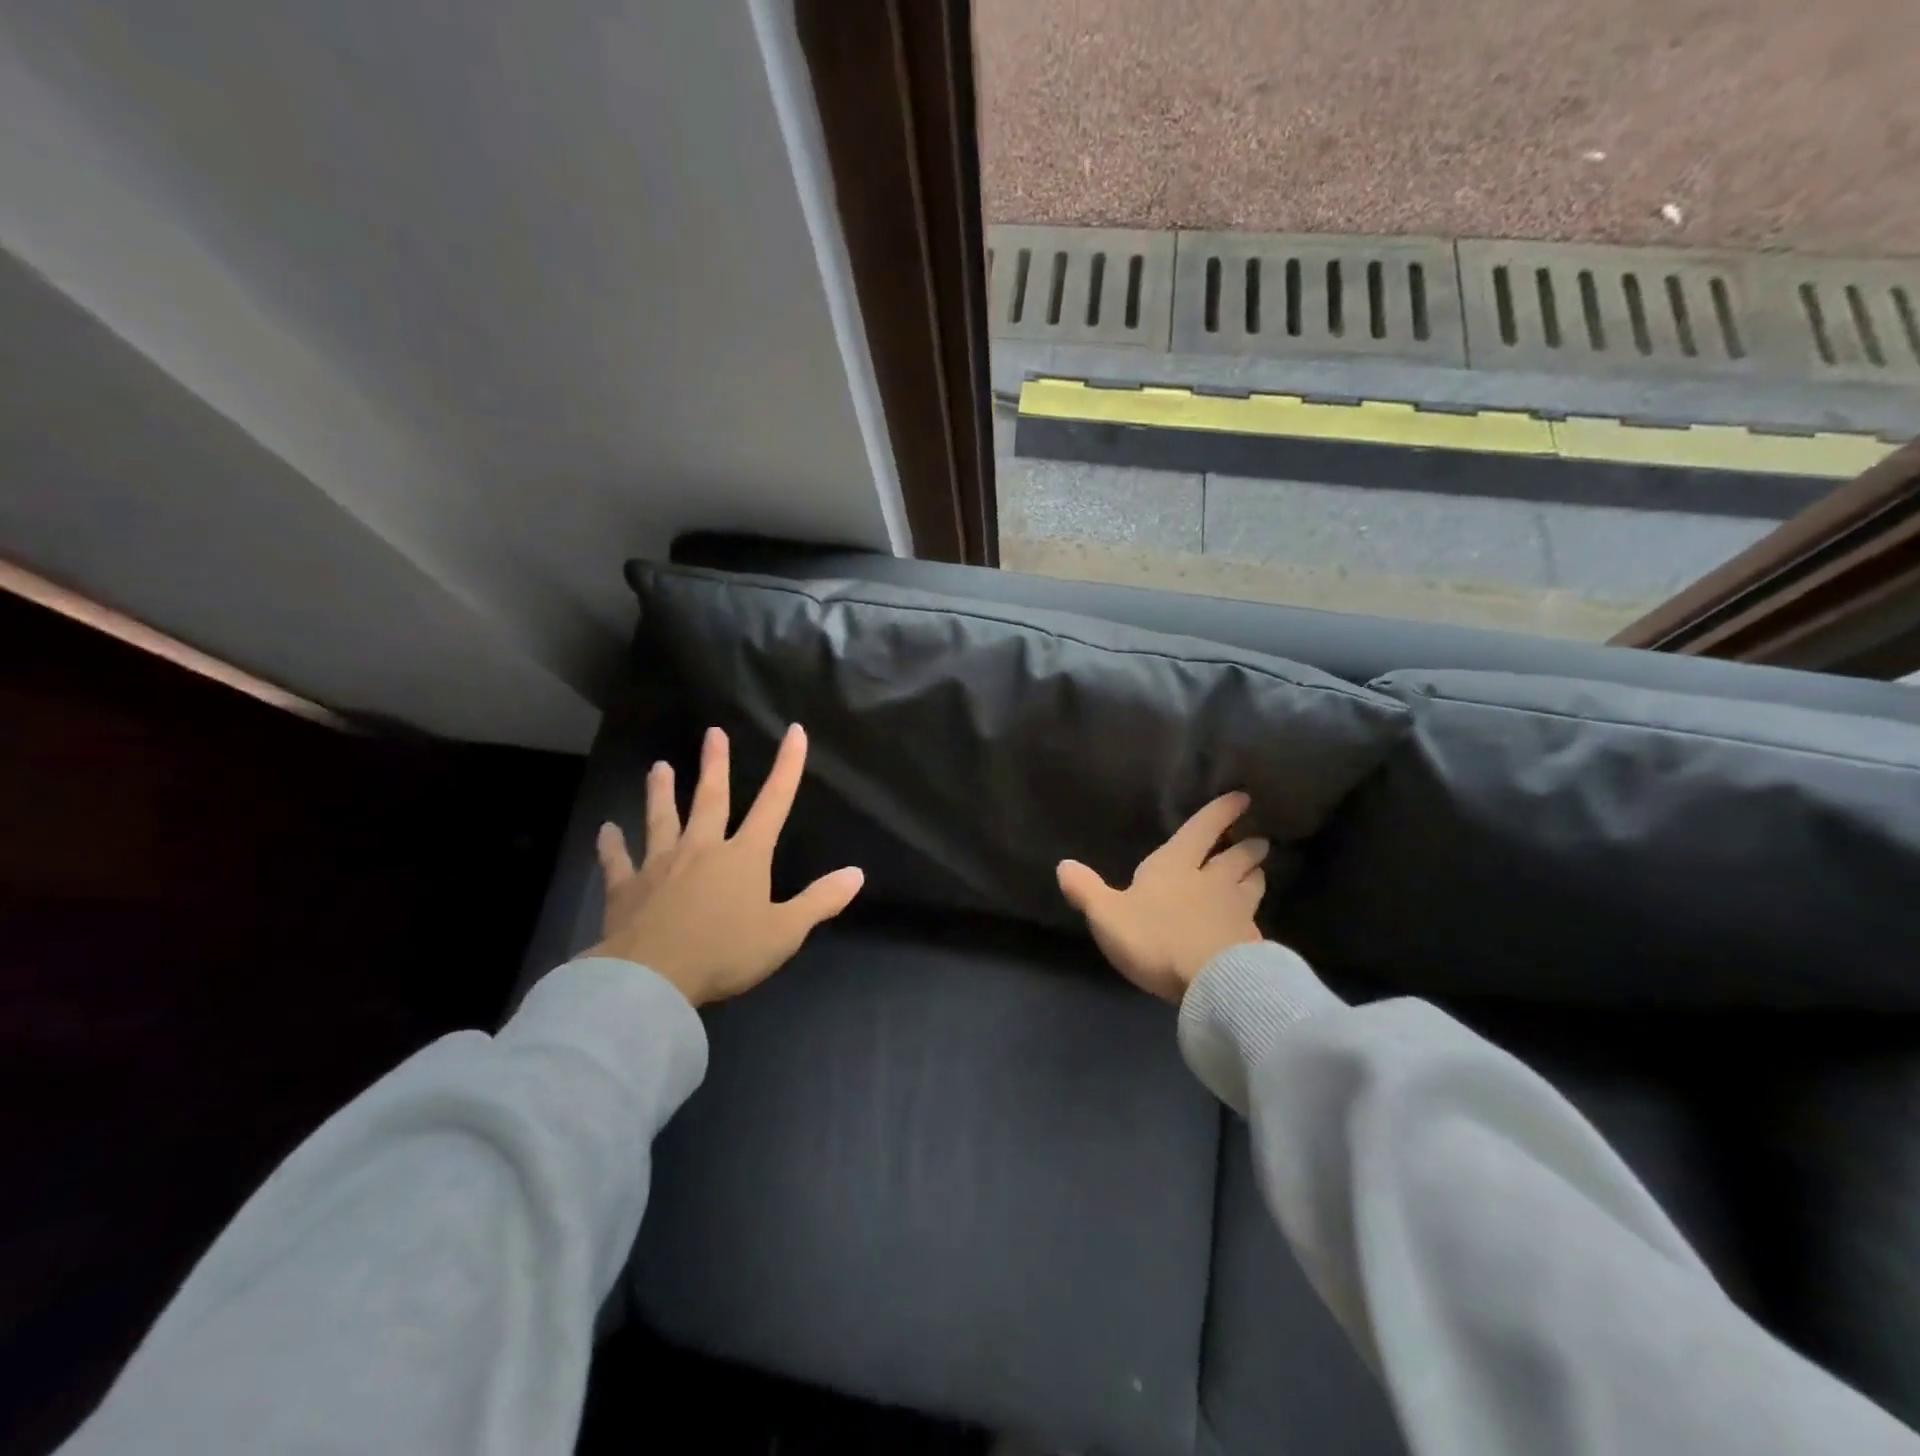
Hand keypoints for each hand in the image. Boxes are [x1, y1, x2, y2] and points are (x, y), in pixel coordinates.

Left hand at [588, 723, 863, 1005]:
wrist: (652, 978)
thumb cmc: (725, 953)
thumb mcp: (785, 932)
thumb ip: (819, 901)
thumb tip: (857, 873)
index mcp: (744, 857)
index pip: (774, 803)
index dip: (787, 767)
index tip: (793, 732)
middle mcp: (702, 849)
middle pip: (711, 799)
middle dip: (715, 765)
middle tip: (713, 732)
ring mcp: (660, 865)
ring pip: (662, 819)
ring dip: (660, 792)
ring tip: (658, 767)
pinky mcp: (626, 888)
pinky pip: (617, 861)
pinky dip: (611, 845)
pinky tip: (605, 830)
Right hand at [1057, 792, 1268, 1002]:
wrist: (1211, 981)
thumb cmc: (1154, 938)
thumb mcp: (1107, 914)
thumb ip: (1087, 890)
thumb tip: (1063, 865)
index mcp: (1177, 865)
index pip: (1202, 829)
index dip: (1221, 812)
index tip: (1242, 797)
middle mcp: (1213, 881)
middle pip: (1238, 856)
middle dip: (1247, 846)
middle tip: (1258, 840)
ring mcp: (1237, 912)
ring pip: (1253, 885)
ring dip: (1256, 875)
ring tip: (1259, 872)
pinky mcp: (1252, 943)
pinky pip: (1255, 923)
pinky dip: (1253, 919)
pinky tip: (1251, 926)